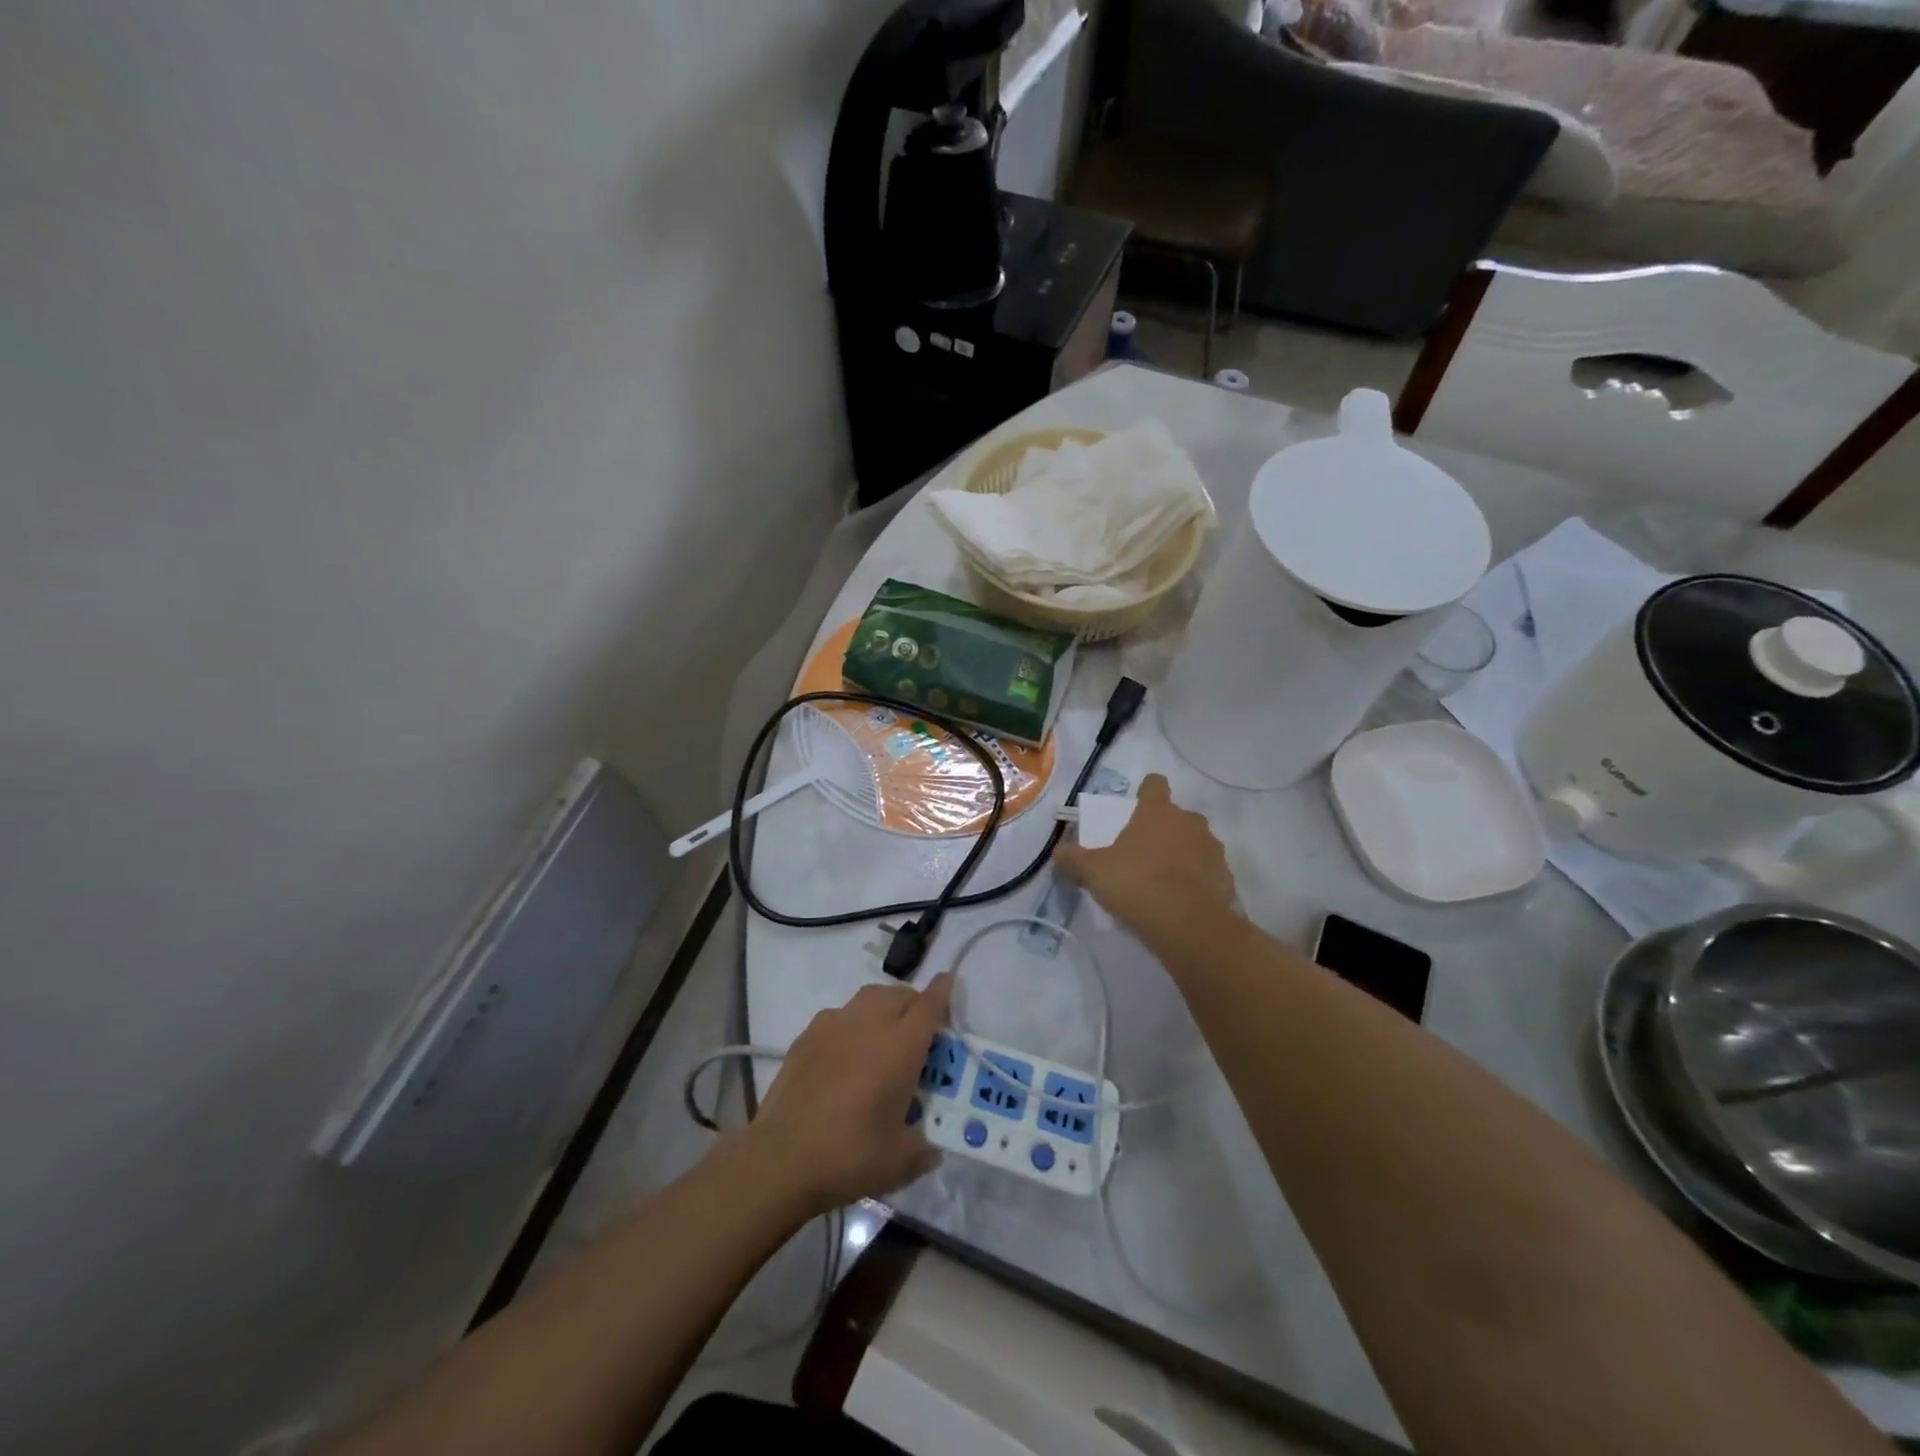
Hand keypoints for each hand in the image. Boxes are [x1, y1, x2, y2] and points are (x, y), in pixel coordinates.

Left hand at [746, 974, 952, 1215]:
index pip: (928, 1006)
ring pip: (867, 998)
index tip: (948, 980)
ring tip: (884, 1034)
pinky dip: (851, 1022)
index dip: (941, 992)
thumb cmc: (849, 1156)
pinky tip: (847, 1050)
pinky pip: (838, 1015)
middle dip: (914, 1003)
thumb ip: (922, 1149)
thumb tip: (930, 1149)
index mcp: (900, 1047)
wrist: (781, 1158)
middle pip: (898, 995)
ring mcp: (834, 1026)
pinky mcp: (806, 1037)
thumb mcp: (899, 1162)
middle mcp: (869, 1024)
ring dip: (883, 1006)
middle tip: (919, 1028)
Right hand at [1055, 774, 1236, 944]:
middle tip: (1142, 853)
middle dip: (1163, 830)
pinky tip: (1181, 902)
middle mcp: (1189, 823)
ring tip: (1163, 881)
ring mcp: (1212, 850)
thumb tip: (1058, 852)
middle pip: (1177, 817)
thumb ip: (1074, 859)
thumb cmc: (1137, 884)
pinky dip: (1197, 882)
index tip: (1137, 806)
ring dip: (1182, 856)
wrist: (1189, 926)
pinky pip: (1208, 874)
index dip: (1146, 791)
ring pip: (1195, 844)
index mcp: (1157, 812)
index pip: (1154, 784)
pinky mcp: (1226, 879)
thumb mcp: (1094, 872)